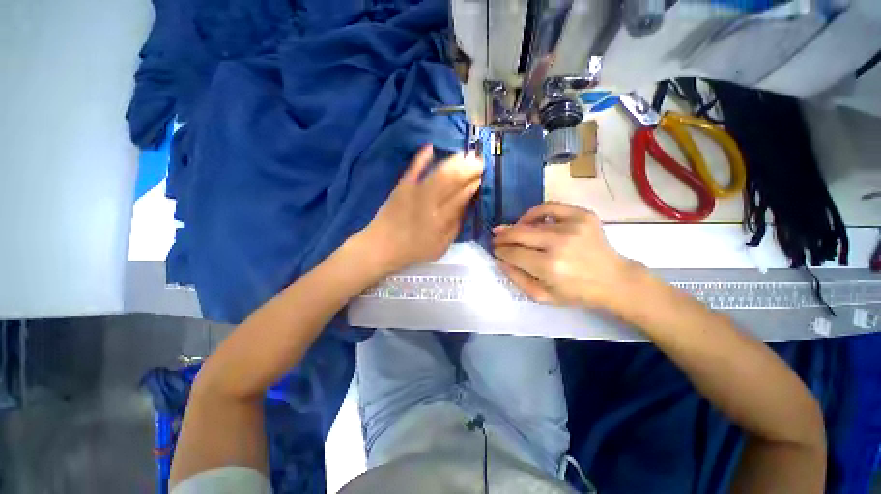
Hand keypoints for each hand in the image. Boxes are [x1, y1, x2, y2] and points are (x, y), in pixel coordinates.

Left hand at [360, 145, 482, 273]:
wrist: (382, 246)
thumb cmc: (415, 250)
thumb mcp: (441, 246)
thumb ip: (455, 226)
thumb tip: (466, 205)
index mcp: (440, 220)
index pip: (461, 197)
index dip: (473, 185)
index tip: (481, 177)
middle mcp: (429, 203)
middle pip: (452, 180)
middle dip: (468, 168)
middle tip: (479, 161)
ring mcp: (414, 192)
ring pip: (438, 173)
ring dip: (454, 161)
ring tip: (465, 155)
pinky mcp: (401, 186)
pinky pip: (413, 169)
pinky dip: (421, 157)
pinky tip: (431, 147)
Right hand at [492, 202, 642, 306]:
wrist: (614, 280)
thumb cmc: (576, 292)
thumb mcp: (542, 296)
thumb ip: (517, 278)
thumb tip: (500, 259)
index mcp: (549, 267)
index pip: (513, 253)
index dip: (500, 251)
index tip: (496, 250)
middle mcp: (559, 243)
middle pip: (518, 233)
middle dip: (502, 236)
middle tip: (496, 239)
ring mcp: (572, 226)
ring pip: (530, 221)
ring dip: (515, 226)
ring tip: (511, 231)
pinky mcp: (582, 215)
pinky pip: (549, 207)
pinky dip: (534, 212)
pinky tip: (528, 220)